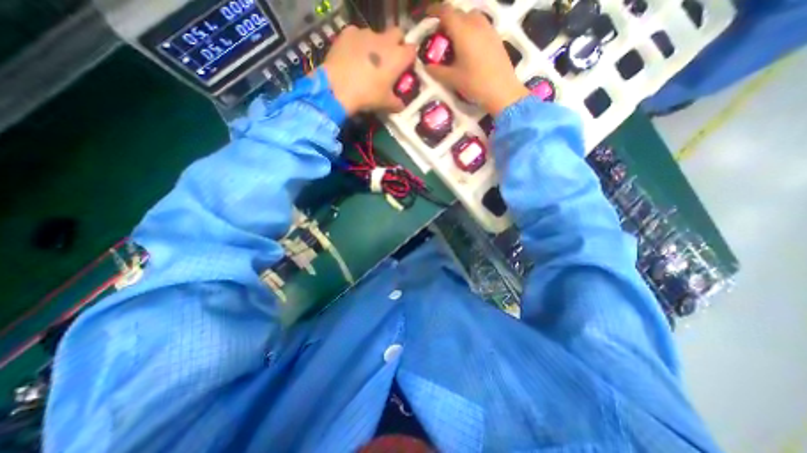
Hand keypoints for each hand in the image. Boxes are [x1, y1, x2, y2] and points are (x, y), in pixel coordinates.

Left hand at [322, 25, 415, 114]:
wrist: (338, 87)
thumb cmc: (368, 95)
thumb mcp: (385, 104)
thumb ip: (397, 104)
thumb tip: (401, 106)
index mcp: (398, 57)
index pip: (412, 50)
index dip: (410, 59)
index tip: (405, 69)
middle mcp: (385, 40)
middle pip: (397, 34)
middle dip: (396, 44)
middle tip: (389, 61)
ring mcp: (366, 33)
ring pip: (376, 35)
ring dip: (376, 46)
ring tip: (367, 62)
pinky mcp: (349, 32)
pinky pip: (357, 36)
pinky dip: (358, 45)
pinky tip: (352, 58)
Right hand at [423, 4, 530, 113]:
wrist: (502, 91)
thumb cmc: (475, 84)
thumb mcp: (453, 79)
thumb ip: (437, 71)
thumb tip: (426, 66)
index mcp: (463, 31)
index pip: (446, 12)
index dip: (435, 10)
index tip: (427, 15)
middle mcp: (476, 24)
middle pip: (459, 12)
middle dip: (447, 19)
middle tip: (440, 35)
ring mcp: (488, 29)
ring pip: (471, 16)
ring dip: (460, 23)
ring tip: (455, 40)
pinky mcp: (496, 37)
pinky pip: (480, 25)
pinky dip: (471, 29)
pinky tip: (468, 47)